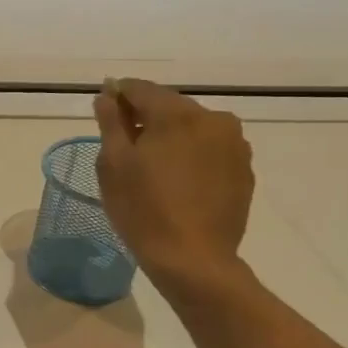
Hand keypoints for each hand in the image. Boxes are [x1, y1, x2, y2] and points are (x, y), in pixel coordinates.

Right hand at [93, 79, 253, 296]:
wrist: (193, 259)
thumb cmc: (143, 210)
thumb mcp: (113, 165)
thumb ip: (110, 122)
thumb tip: (107, 95)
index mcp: (177, 114)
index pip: (140, 89)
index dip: (117, 96)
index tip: (104, 111)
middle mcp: (212, 118)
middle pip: (169, 106)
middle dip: (145, 118)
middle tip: (124, 146)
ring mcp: (234, 144)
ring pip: (192, 127)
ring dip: (170, 136)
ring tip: (152, 167)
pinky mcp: (244, 168)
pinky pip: (210, 149)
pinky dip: (191, 154)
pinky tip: (177, 181)